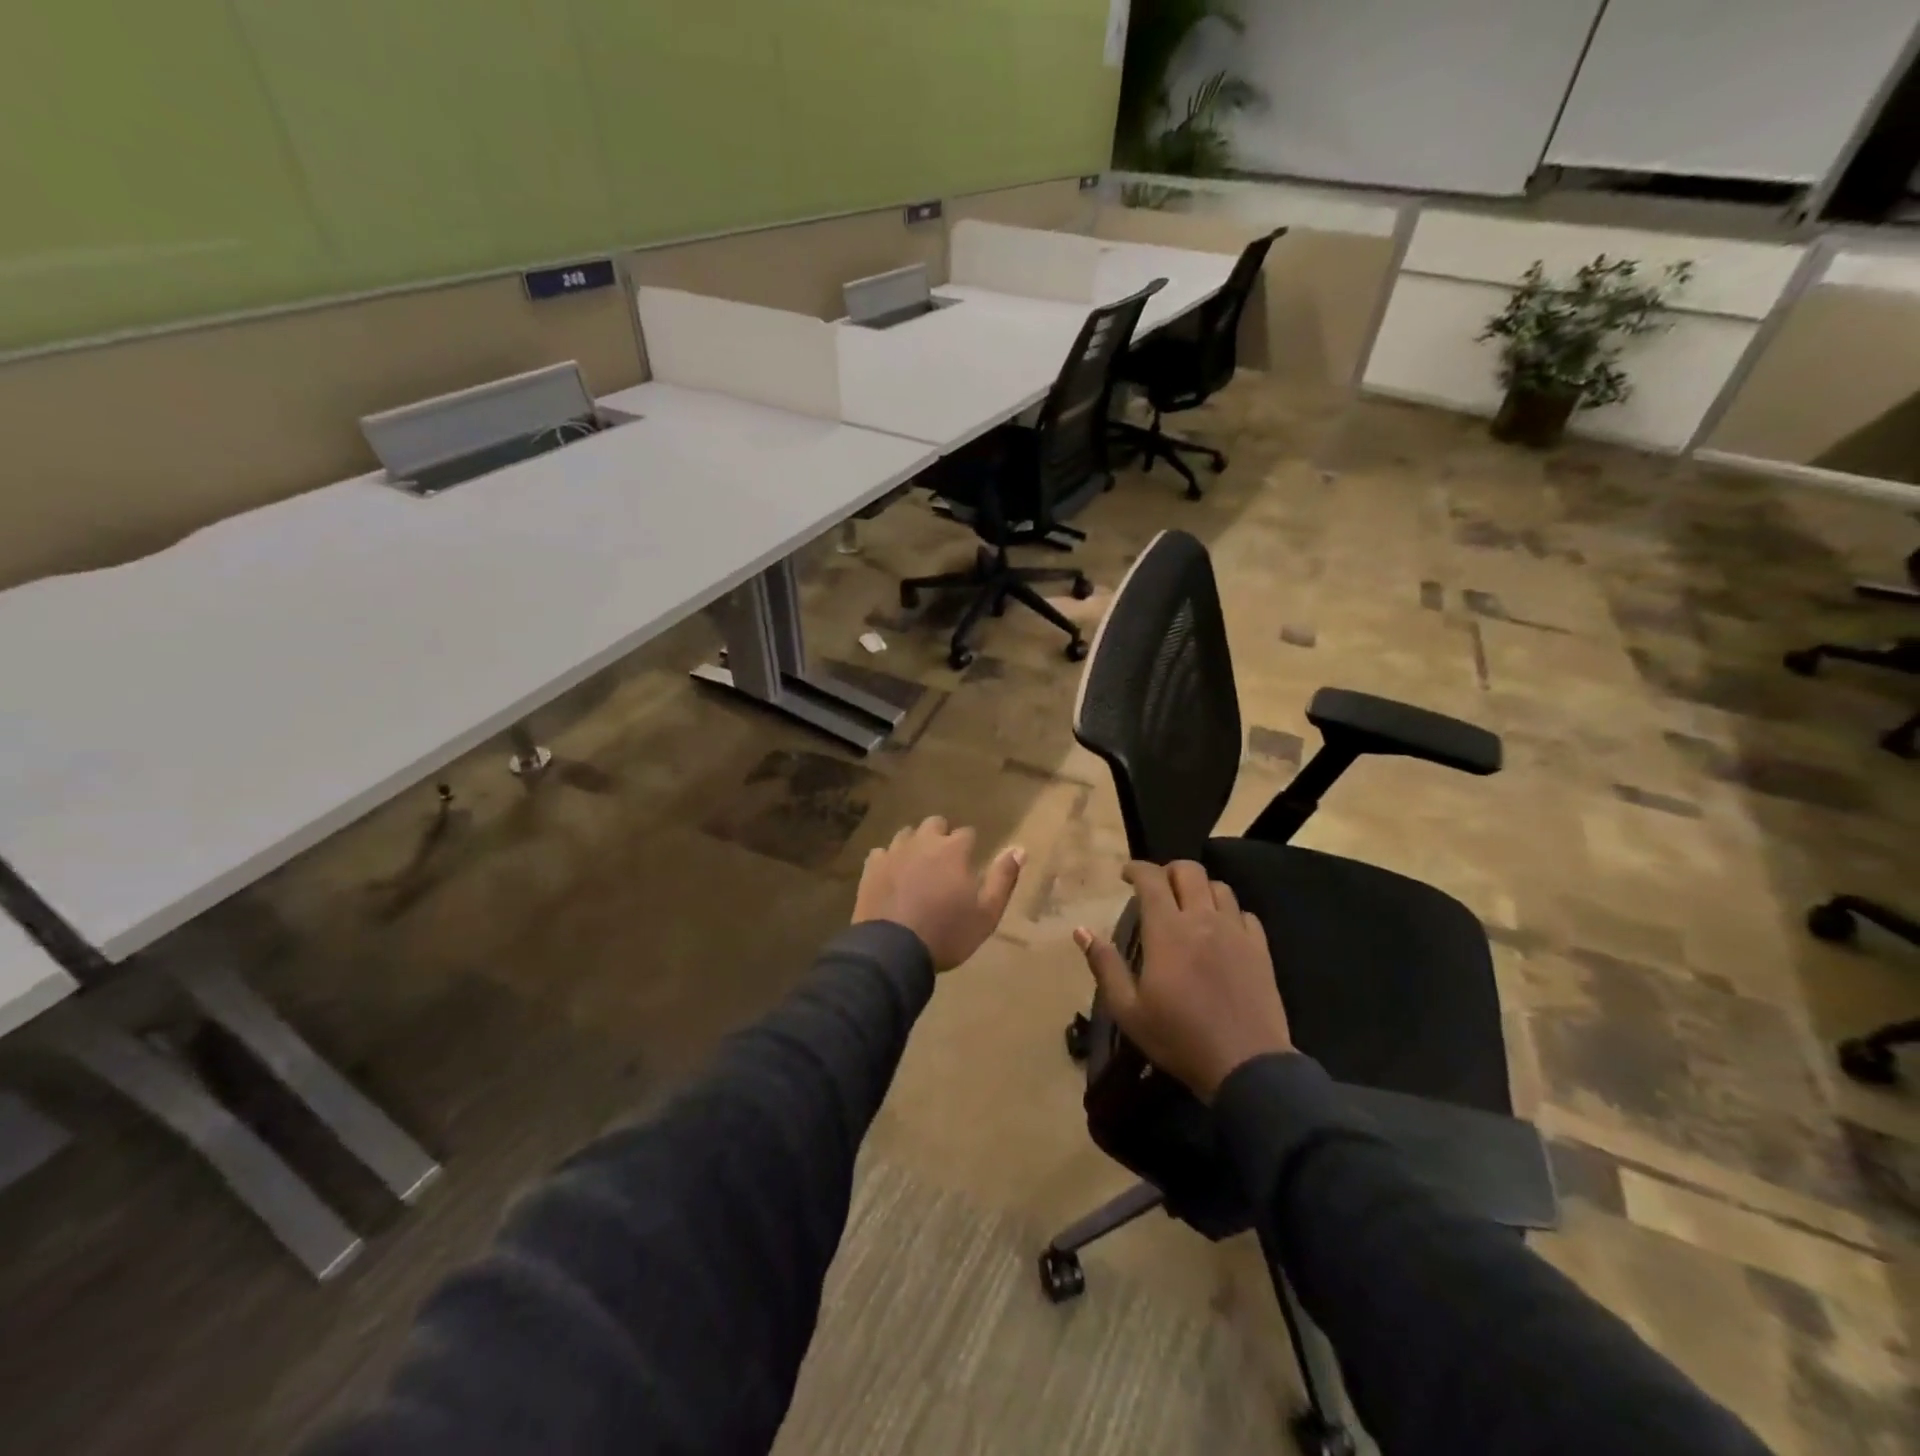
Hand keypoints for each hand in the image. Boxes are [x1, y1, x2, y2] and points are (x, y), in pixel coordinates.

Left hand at [854, 817, 1023, 971]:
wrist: (893, 951)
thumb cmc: (947, 933)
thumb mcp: (987, 913)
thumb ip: (1003, 879)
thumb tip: (1020, 849)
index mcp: (954, 850)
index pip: (967, 833)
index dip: (970, 847)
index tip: (970, 863)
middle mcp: (923, 842)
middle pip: (935, 824)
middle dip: (942, 836)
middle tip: (945, 862)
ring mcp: (894, 852)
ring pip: (907, 834)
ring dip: (915, 844)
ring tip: (918, 867)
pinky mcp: (871, 867)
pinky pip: (882, 853)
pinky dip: (889, 860)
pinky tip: (892, 877)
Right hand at [1074, 860, 1291, 1100]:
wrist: (1246, 1065)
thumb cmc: (1179, 1038)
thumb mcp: (1128, 1010)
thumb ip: (1104, 965)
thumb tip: (1081, 931)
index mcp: (1167, 931)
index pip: (1151, 879)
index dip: (1136, 868)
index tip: (1125, 875)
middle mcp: (1203, 920)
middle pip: (1189, 871)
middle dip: (1168, 871)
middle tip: (1157, 888)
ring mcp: (1236, 932)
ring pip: (1219, 888)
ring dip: (1200, 889)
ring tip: (1189, 907)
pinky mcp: (1260, 949)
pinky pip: (1244, 913)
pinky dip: (1228, 912)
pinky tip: (1221, 930)